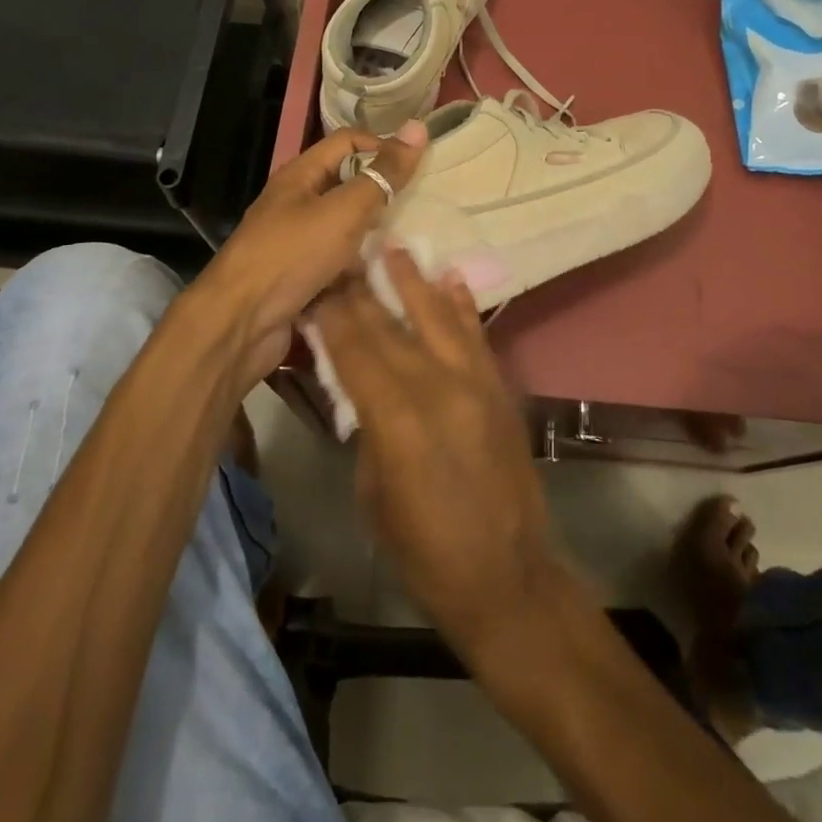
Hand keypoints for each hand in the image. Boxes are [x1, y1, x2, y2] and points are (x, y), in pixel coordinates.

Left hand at [196, 123, 426, 383]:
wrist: (240, 324)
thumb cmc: (292, 255)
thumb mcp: (344, 210)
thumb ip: (382, 174)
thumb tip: (417, 126)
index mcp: (301, 175)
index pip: (349, 142)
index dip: (383, 146)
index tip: (421, 166)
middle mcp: (297, 203)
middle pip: (349, 186)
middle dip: (385, 194)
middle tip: (428, 205)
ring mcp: (298, 243)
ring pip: (348, 230)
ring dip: (378, 236)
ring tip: (419, 243)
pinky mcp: (302, 279)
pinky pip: (341, 265)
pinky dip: (363, 269)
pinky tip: (393, 278)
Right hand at [312, 246, 565, 660]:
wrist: (506, 575)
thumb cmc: (424, 549)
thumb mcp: (372, 491)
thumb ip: (365, 426)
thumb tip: (357, 385)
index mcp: (396, 418)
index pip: (354, 349)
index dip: (332, 313)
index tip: (315, 282)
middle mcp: (436, 386)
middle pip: (389, 326)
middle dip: (362, 289)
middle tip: (343, 254)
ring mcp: (474, 382)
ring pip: (437, 316)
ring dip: (413, 280)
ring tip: (393, 246)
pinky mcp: (498, 387)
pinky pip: (476, 335)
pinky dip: (461, 304)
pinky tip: (449, 278)